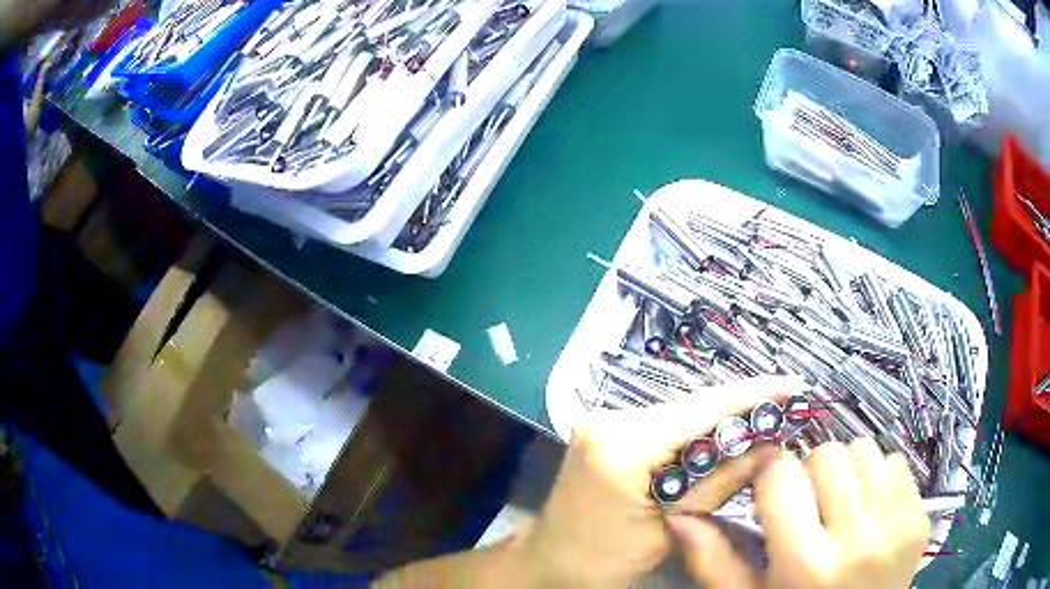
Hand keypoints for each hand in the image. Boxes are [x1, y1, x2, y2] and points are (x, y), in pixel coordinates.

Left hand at [518, 376, 803, 586]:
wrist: (550, 560)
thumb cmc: (604, 559)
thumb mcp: (670, 529)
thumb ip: (721, 483)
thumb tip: (773, 447)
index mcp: (623, 445)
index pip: (704, 410)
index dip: (754, 395)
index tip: (794, 386)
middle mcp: (611, 418)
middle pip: (693, 407)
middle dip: (741, 410)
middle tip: (785, 411)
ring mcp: (605, 420)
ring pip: (681, 414)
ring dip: (721, 421)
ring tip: (763, 424)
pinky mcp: (607, 430)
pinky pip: (665, 425)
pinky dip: (696, 433)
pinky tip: (723, 440)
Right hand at [671, 438, 930, 588]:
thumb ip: (713, 561)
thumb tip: (678, 514)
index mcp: (805, 564)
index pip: (780, 475)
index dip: (770, 479)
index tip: (773, 495)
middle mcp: (857, 538)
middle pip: (827, 453)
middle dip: (811, 473)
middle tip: (810, 507)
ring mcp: (898, 524)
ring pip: (865, 449)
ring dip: (847, 471)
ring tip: (842, 507)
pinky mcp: (922, 516)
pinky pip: (896, 462)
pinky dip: (878, 477)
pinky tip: (870, 511)